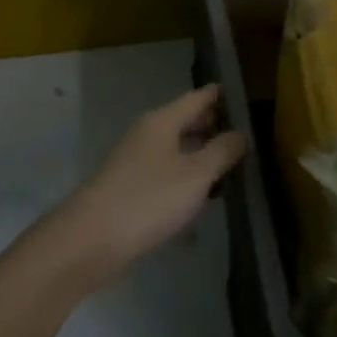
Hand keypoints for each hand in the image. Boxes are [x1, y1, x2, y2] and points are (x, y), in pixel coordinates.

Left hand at [51, 85, 246, 289]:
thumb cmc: (148, 200)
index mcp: (163, 121)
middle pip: (186, 121)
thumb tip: (241, 133)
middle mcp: (148, 133)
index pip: (198, 97)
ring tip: (233, 165)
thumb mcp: (195, 175)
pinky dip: (187, 176)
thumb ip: (222, 152)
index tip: (245, 95)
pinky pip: (167, 171)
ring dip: (202, 154)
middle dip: (214, 125)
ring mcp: (136, 161)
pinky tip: (203, 195)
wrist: (89, 241)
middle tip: (247, 134)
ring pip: (177, 148)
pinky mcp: (131, 187)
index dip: (221, 95)